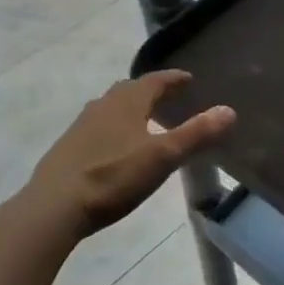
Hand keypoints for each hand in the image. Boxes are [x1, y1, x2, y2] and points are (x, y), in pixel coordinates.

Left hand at [25, 71, 234, 235]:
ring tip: (144, 120)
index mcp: (127, 102)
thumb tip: (229, 110)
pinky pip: (97, 126)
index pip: (155, 81)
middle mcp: (103, 105)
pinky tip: (115, 146)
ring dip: (130, 108)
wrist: (54, 205)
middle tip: (168, 97)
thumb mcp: (162, 157)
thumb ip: (196, 134)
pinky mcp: (67, 147)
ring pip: (111, 107)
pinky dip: (113, 127)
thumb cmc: (113, 177)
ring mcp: (81, 125)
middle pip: (130, 90)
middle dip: (151, 90)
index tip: (188, 79)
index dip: (173, 79)